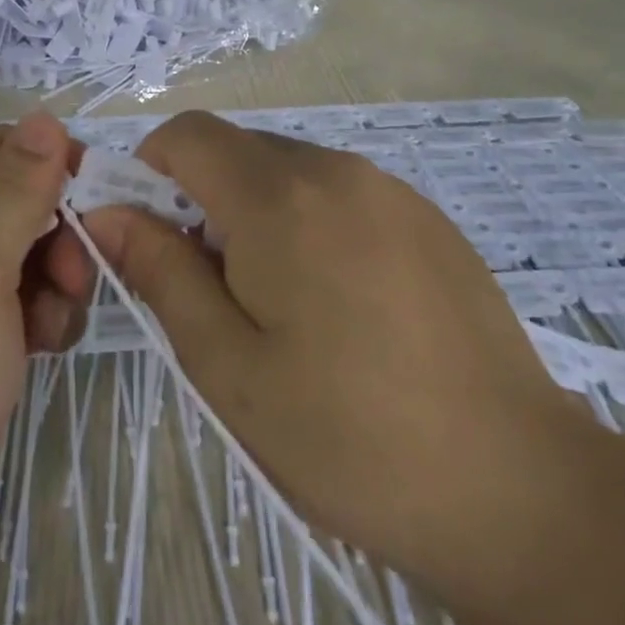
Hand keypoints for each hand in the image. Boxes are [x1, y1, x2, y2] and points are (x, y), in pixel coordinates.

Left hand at [0, 114, 92, 624]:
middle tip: (74, 280)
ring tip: (49, 331)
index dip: (49, 163)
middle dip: (53, 233)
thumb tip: (44, 116)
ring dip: (51, 282)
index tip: (96, 201)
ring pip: (19, 258)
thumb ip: (15, 188)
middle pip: (10, 202)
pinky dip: (35, 321)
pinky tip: (40, 354)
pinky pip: (10, 309)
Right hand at [81, 110, 581, 579]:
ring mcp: (392, 191)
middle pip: (238, 151)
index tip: (151, 238)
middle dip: (203, 200)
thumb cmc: (347, 435)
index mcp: (280, 197)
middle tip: (212, 291)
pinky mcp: (429, 219)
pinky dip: (311, 225)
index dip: (150, 171)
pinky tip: (341, 308)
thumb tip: (106, 213)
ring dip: (257, 215)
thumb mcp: (226, 364)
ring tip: (279, 307)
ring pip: (289, 172)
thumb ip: (160, 271)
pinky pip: (341, 195)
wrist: (517, 490)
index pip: (187, 134)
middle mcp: (337, 171)